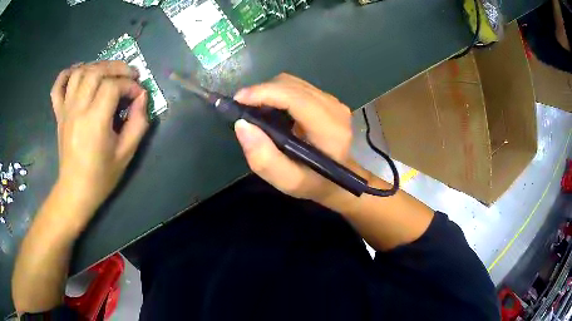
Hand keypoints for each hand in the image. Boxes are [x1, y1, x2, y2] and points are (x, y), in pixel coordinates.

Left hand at [50, 61, 148, 212]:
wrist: (75, 190)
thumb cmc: (101, 176)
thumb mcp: (126, 153)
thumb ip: (138, 123)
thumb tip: (142, 98)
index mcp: (94, 121)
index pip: (113, 86)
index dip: (130, 85)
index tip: (139, 94)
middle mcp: (78, 110)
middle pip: (96, 72)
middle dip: (116, 67)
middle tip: (129, 74)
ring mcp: (65, 110)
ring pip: (79, 73)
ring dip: (96, 66)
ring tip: (108, 72)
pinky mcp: (59, 114)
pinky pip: (58, 86)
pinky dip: (67, 73)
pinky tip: (78, 71)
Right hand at [233, 73, 353, 202]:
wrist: (338, 178)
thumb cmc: (314, 182)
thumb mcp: (288, 181)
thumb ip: (264, 159)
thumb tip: (242, 125)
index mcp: (330, 129)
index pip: (295, 98)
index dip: (265, 93)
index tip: (238, 100)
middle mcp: (334, 108)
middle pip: (291, 85)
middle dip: (262, 91)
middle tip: (241, 108)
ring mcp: (332, 101)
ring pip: (293, 83)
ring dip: (269, 92)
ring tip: (253, 109)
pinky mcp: (327, 99)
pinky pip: (297, 87)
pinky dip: (278, 93)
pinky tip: (270, 108)